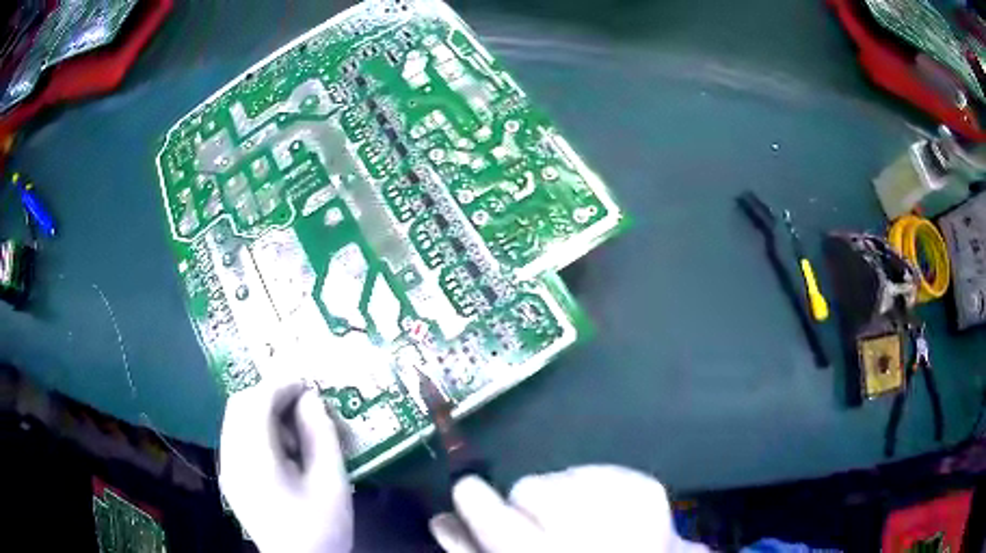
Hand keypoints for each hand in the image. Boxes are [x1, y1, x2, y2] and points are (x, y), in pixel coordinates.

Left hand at [219, 379, 353, 552]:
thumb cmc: (321, 527)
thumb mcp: (332, 482)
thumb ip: (321, 435)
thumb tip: (311, 398)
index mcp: (255, 461)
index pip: (257, 402)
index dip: (281, 385)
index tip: (308, 384)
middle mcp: (232, 458)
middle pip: (240, 405)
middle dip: (270, 394)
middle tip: (302, 403)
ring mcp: (227, 468)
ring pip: (236, 418)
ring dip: (263, 411)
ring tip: (294, 431)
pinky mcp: (231, 477)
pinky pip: (237, 436)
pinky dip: (256, 428)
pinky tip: (281, 449)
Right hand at [429, 465, 708, 552]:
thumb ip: (472, 552)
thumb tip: (442, 519)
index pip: (494, 518)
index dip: (474, 499)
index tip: (468, 490)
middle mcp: (591, 532)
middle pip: (529, 489)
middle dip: (527, 505)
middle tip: (544, 529)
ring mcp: (626, 506)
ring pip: (560, 476)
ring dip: (562, 497)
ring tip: (580, 524)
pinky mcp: (646, 489)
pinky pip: (594, 471)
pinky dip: (591, 488)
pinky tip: (603, 513)